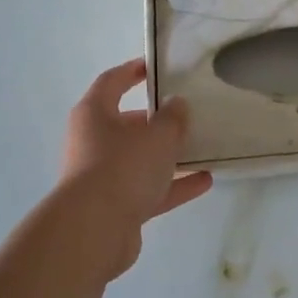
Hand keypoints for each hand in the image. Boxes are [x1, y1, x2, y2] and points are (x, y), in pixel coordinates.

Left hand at [53, 59, 213, 276]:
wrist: (94, 231)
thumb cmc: (123, 167)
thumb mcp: (157, 135)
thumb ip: (173, 117)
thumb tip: (177, 105)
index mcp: (95, 114)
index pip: (113, 81)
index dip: (134, 71)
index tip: (156, 66)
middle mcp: (94, 142)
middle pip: (127, 124)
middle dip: (157, 119)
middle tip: (188, 113)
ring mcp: (103, 177)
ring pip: (140, 159)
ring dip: (168, 155)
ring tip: (202, 147)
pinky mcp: (115, 207)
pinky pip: (149, 189)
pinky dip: (173, 185)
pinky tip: (204, 180)